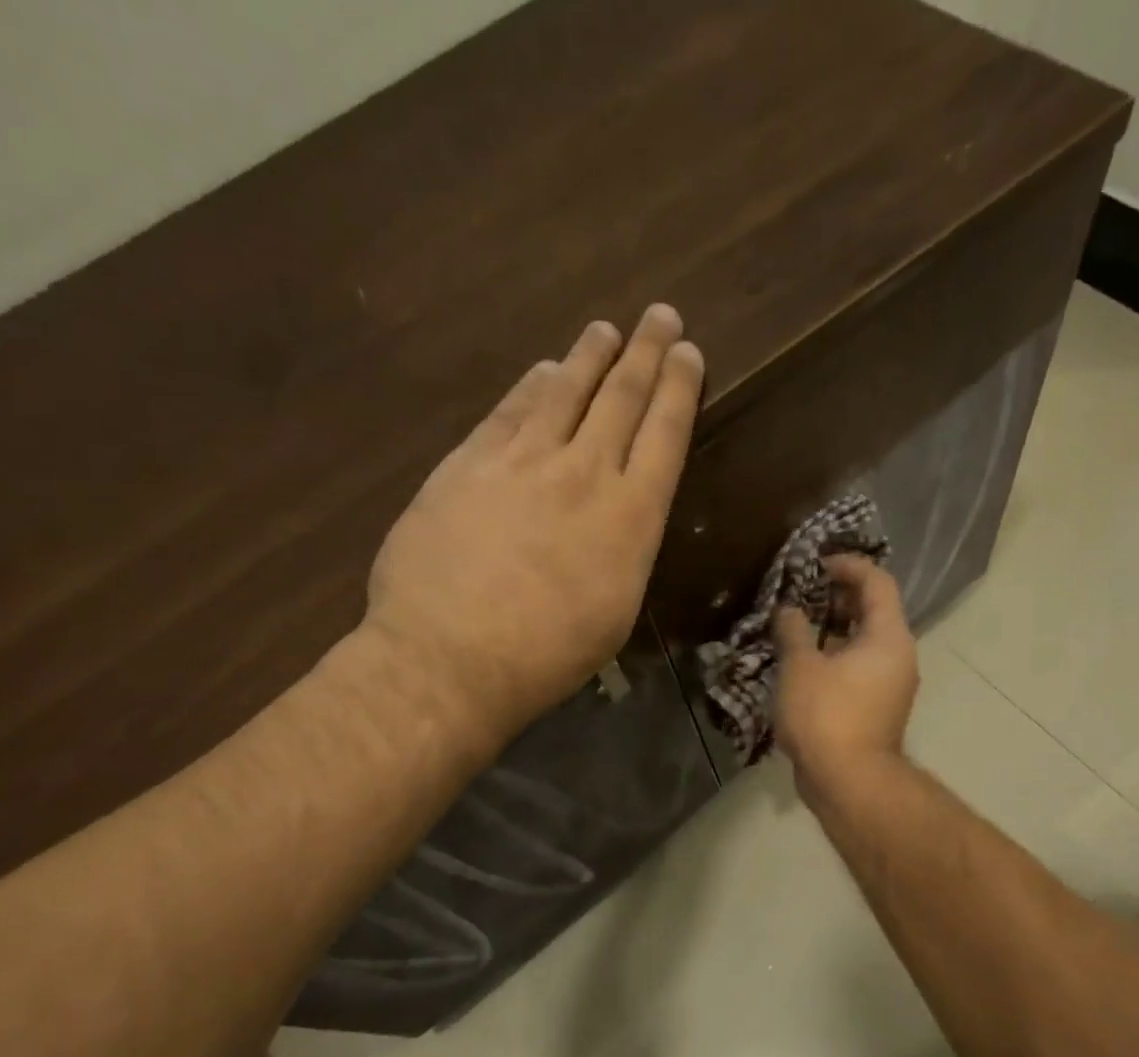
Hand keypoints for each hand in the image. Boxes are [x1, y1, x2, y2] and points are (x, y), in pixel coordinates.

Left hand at [361, 304, 703, 742]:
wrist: (449, 657)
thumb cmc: (546, 656)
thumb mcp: (613, 614)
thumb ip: (622, 553)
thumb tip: (616, 519)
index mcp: (630, 518)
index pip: (664, 436)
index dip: (678, 389)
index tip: (688, 353)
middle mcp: (583, 474)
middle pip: (621, 399)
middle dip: (645, 353)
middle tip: (661, 316)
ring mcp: (521, 462)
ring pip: (564, 392)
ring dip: (589, 357)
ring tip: (605, 331)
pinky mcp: (468, 464)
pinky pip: (508, 412)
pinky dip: (531, 387)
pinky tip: (542, 372)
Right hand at [773, 555, 918, 797]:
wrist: (848, 782)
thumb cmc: (826, 716)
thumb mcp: (800, 667)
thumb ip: (793, 631)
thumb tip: (788, 610)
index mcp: (888, 637)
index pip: (877, 582)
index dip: (848, 566)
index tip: (815, 564)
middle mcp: (898, 656)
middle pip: (873, 611)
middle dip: (837, 597)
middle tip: (801, 594)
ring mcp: (890, 685)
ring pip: (864, 642)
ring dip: (833, 629)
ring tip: (796, 626)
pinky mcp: (876, 709)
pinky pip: (858, 668)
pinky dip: (835, 656)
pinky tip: (802, 663)